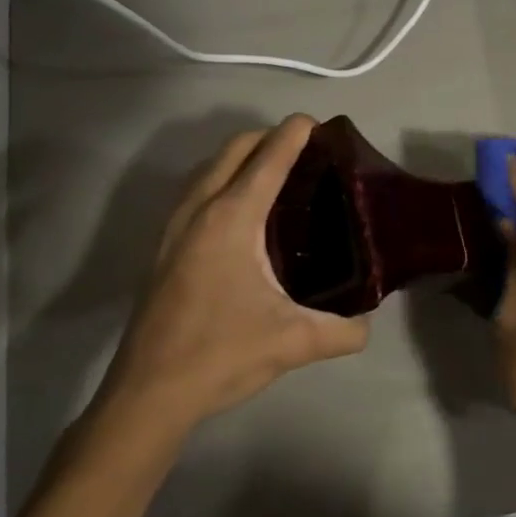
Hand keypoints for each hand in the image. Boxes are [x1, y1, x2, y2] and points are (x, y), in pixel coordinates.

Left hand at [91, 115, 369, 434]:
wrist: (148, 392)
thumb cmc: (220, 355)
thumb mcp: (294, 342)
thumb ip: (343, 331)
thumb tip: (367, 323)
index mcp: (231, 219)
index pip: (268, 158)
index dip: (294, 134)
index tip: (318, 125)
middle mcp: (199, 209)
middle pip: (234, 148)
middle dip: (268, 137)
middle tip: (305, 153)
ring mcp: (174, 226)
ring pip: (208, 167)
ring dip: (241, 156)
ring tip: (275, 175)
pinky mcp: (164, 246)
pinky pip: (196, 190)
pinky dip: (221, 179)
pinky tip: (241, 213)